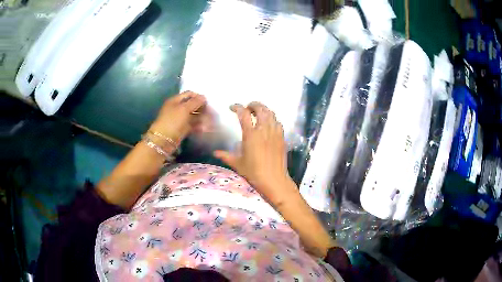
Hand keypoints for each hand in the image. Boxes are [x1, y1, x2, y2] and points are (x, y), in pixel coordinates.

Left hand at [149, 91, 206, 144]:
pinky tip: (206, 128)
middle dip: (202, 108)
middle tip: (211, 113)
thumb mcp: (184, 109)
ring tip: (211, 122)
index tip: (207, 102)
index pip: (189, 94)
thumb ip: (195, 102)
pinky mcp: (182, 129)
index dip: (198, 96)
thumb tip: (204, 97)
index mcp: (175, 101)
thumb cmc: (172, 121)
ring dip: (202, 118)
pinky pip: (193, 125)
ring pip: (193, 116)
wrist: (163, 141)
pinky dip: (199, 126)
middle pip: (192, 105)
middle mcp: (177, 108)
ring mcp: (180, 119)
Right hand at [214, 102, 293, 202]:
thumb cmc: (254, 172)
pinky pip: (278, 122)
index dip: (237, 107)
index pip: (243, 113)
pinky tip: (269, 123)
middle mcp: (263, 130)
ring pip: (271, 113)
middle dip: (253, 104)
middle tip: (248, 107)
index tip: (232, 107)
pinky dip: (272, 118)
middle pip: (260, 109)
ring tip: (258, 112)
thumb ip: (226, 156)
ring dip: (263, 109)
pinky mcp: (282, 137)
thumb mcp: (237, 164)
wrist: (274, 180)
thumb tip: (215, 153)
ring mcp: (274, 133)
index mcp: (250, 134)